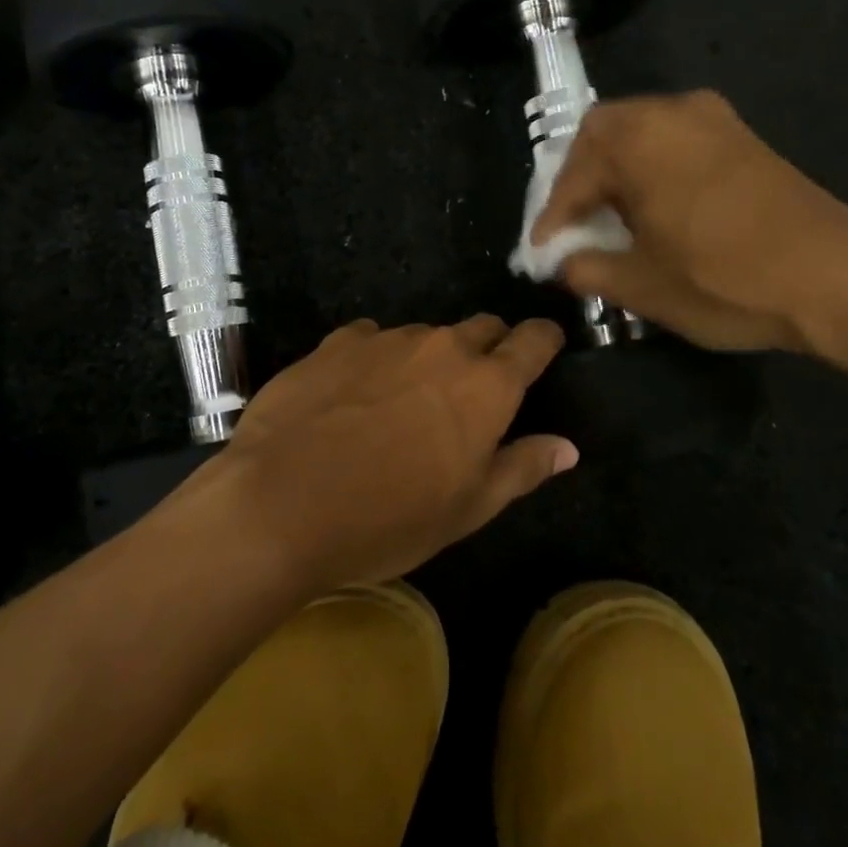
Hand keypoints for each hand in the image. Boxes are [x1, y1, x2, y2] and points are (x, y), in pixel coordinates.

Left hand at [190, 316, 574, 594]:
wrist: (280, 503)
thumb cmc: (387, 518)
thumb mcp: (467, 508)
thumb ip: (522, 467)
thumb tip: (567, 447)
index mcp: (486, 386)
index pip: (533, 340)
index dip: (543, 340)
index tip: (543, 349)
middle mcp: (441, 347)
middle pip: (481, 328)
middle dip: (488, 348)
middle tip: (471, 391)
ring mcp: (384, 339)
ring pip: (424, 336)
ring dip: (427, 359)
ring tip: (403, 403)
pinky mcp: (335, 343)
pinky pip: (371, 339)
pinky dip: (376, 359)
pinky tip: (353, 395)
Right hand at [533, 91, 847, 353]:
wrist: (839, 278)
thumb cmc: (725, 279)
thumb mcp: (640, 285)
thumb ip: (585, 268)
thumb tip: (562, 261)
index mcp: (638, 140)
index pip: (574, 175)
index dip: (552, 217)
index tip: (541, 251)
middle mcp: (672, 113)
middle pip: (603, 134)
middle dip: (580, 178)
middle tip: (573, 221)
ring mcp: (714, 120)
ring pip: (641, 133)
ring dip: (617, 170)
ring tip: (611, 216)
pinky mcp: (744, 138)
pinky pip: (675, 141)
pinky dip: (652, 167)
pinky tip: (656, 207)